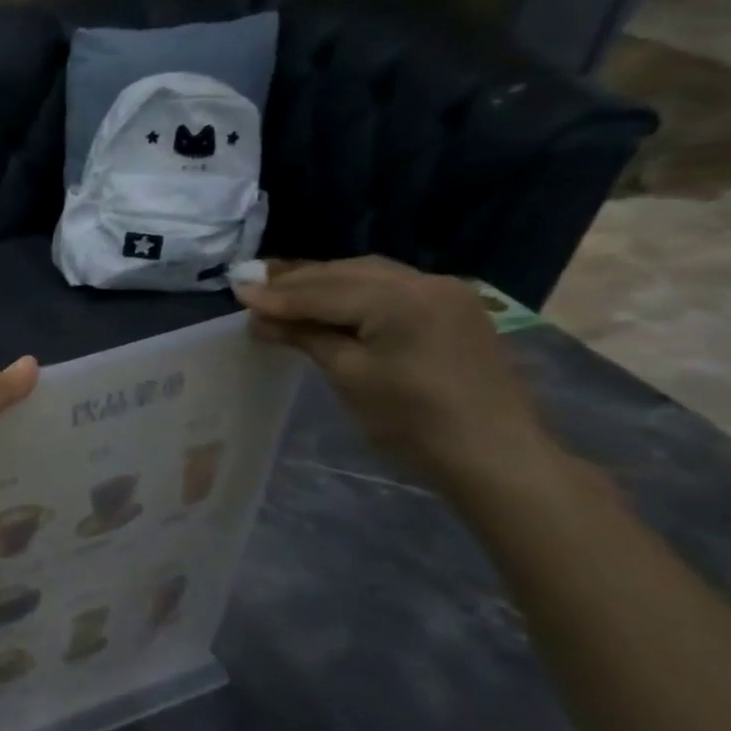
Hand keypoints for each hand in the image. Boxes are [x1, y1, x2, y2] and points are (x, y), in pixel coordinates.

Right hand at [235, 257, 553, 488]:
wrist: (495, 457)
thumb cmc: (413, 422)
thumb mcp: (349, 376)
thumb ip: (305, 336)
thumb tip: (259, 316)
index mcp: (401, 299)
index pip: (324, 292)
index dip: (277, 295)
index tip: (236, 292)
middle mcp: (427, 282)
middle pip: (347, 273)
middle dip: (298, 281)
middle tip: (253, 286)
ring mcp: (447, 293)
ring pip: (370, 276)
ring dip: (325, 283)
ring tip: (283, 291)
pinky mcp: (454, 309)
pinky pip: (392, 288)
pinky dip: (355, 291)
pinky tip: (330, 302)